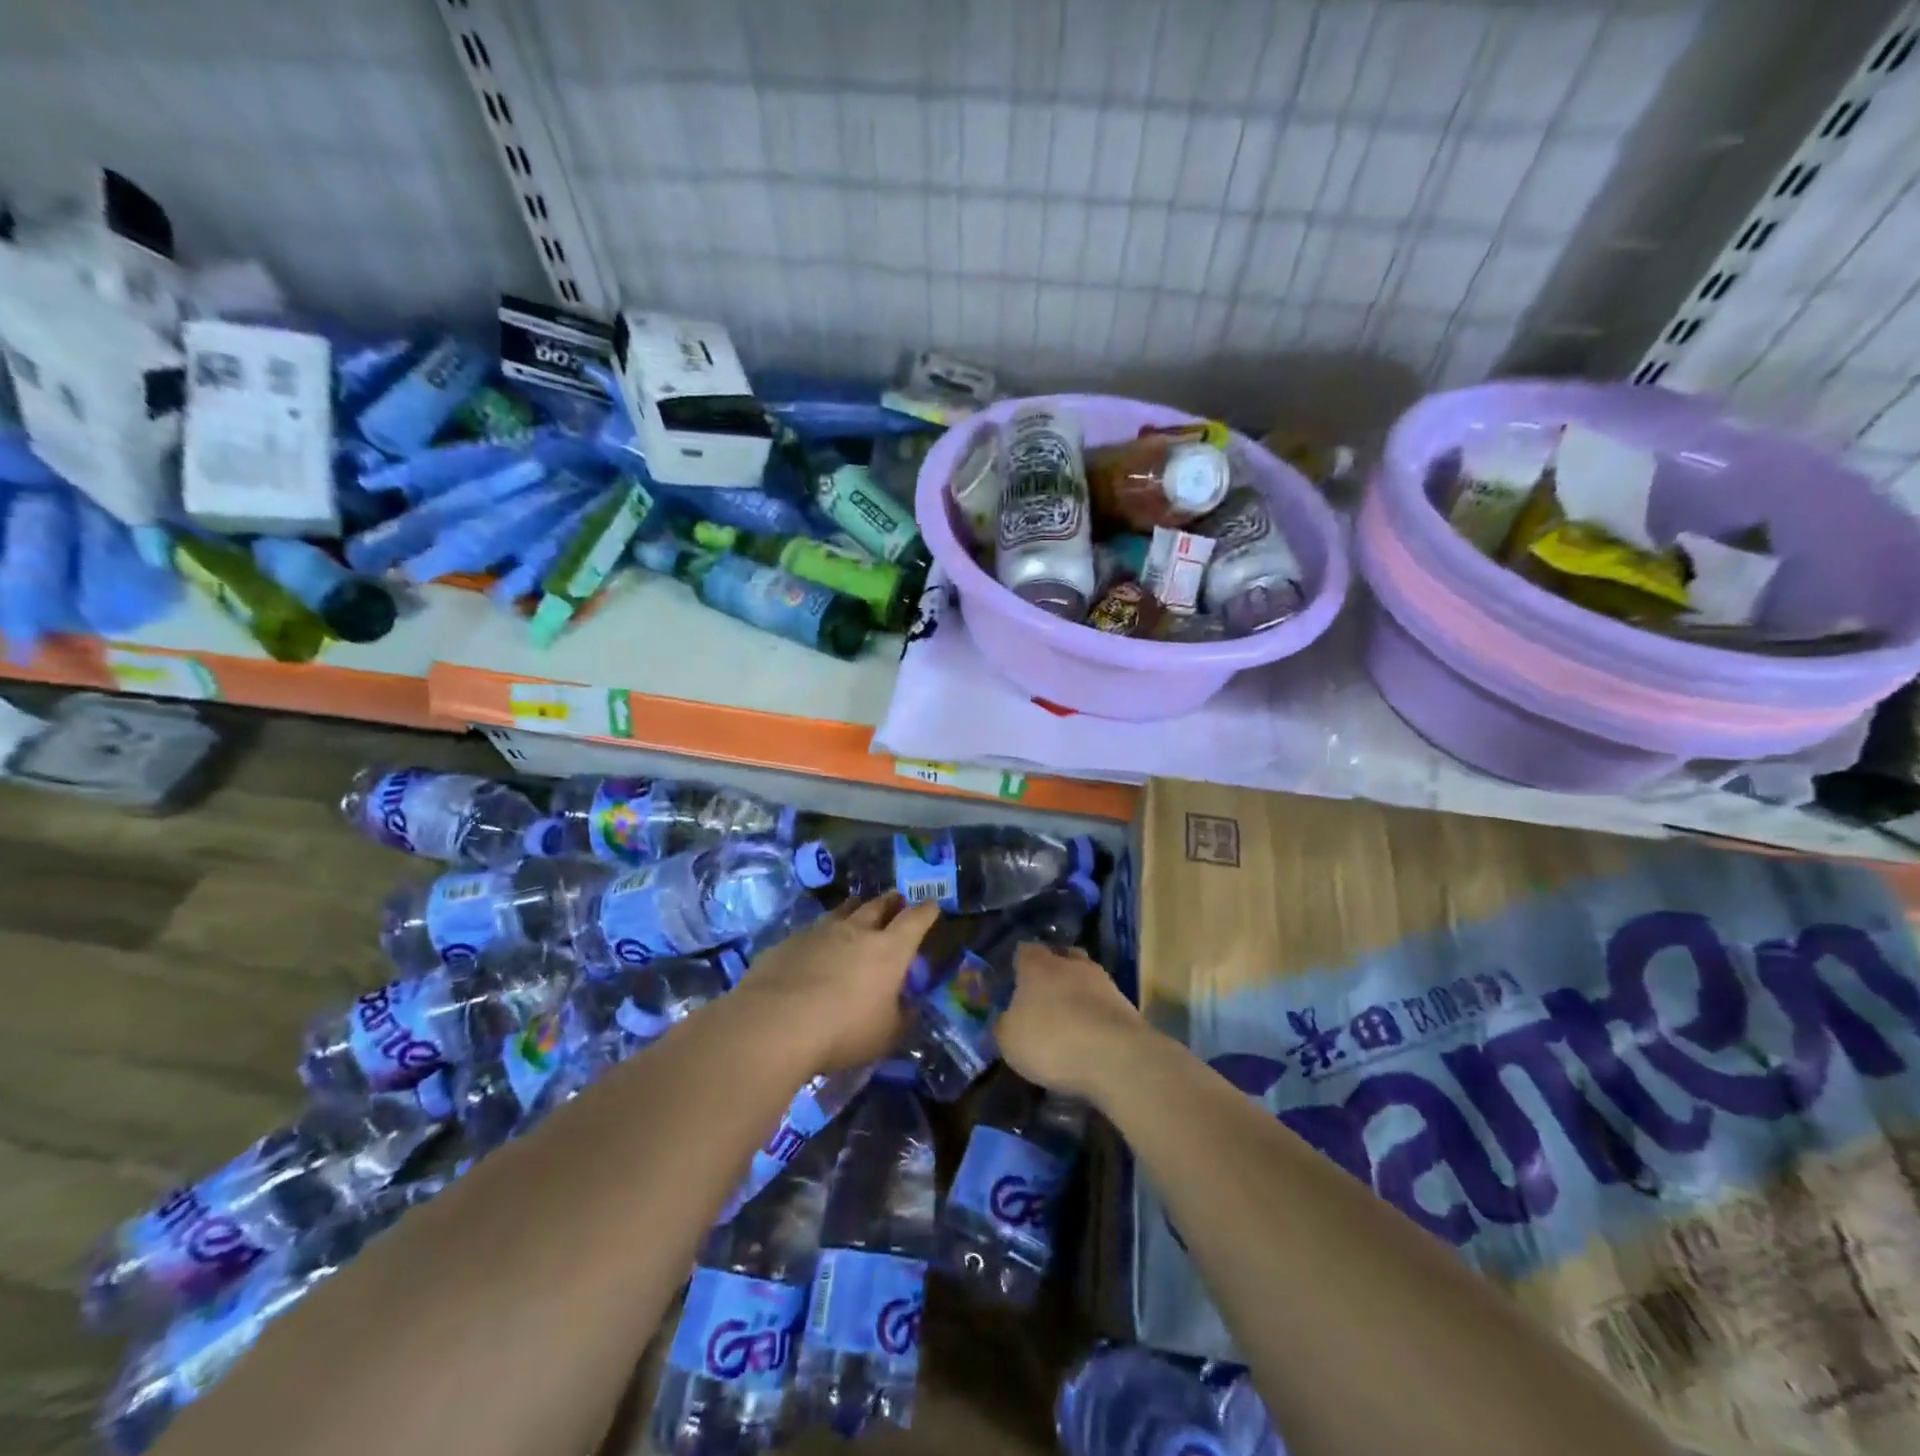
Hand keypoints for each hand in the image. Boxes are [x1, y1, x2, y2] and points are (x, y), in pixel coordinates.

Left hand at [736, 894, 940, 1073]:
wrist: (774, 1023)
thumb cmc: (843, 1030)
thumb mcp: (886, 1035)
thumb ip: (901, 1017)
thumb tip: (909, 1006)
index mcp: (889, 950)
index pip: (915, 920)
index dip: (926, 911)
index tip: (932, 906)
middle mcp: (856, 931)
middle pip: (878, 905)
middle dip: (891, 901)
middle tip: (896, 899)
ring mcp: (820, 932)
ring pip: (843, 910)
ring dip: (855, 908)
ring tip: (858, 908)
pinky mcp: (789, 941)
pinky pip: (812, 930)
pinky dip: (821, 934)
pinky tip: (816, 945)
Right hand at [995, 943, 1149, 1100]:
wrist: (1116, 1058)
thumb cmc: (1052, 1041)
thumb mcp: (1010, 1041)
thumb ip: (1004, 1024)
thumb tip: (1005, 1018)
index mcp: (1038, 965)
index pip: (1025, 951)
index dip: (1019, 965)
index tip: (1014, 982)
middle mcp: (1071, 964)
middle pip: (1060, 958)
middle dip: (1053, 973)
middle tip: (1043, 997)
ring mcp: (1103, 982)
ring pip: (1086, 978)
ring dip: (1078, 993)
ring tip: (1070, 1019)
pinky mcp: (1126, 1005)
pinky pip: (1104, 1003)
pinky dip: (1096, 1014)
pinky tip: (1091, 1036)